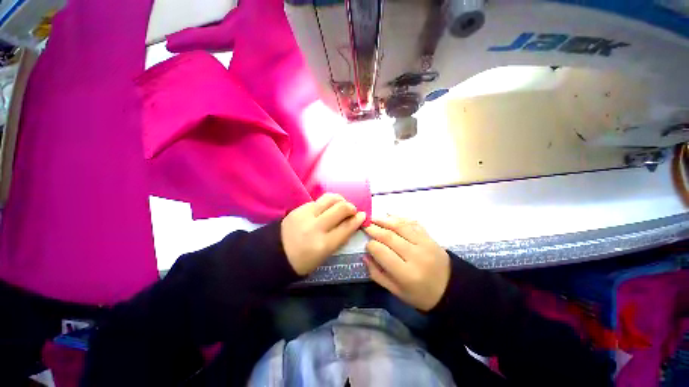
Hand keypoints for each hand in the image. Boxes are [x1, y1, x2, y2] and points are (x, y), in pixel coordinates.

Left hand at [282, 194, 365, 274]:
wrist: (274, 254)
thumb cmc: (302, 261)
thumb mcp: (324, 255)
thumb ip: (339, 238)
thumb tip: (352, 222)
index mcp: (323, 245)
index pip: (347, 227)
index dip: (358, 219)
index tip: (363, 215)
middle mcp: (316, 227)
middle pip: (341, 208)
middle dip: (351, 207)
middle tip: (352, 211)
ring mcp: (306, 215)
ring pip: (330, 198)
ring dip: (340, 200)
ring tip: (341, 205)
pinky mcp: (299, 208)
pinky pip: (319, 200)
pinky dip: (327, 203)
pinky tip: (326, 208)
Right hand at [363, 215, 450, 310]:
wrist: (451, 289)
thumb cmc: (420, 294)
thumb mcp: (396, 292)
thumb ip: (378, 274)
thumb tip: (365, 256)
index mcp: (406, 274)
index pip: (382, 252)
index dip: (371, 245)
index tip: (366, 244)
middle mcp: (416, 256)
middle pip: (390, 237)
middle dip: (374, 229)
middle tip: (365, 225)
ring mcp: (425, 244)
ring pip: (401, 227)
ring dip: (385, 220)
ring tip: (374, 218)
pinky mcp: (430, 238)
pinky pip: (413, 223)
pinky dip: (400, 218)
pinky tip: (390, 215)